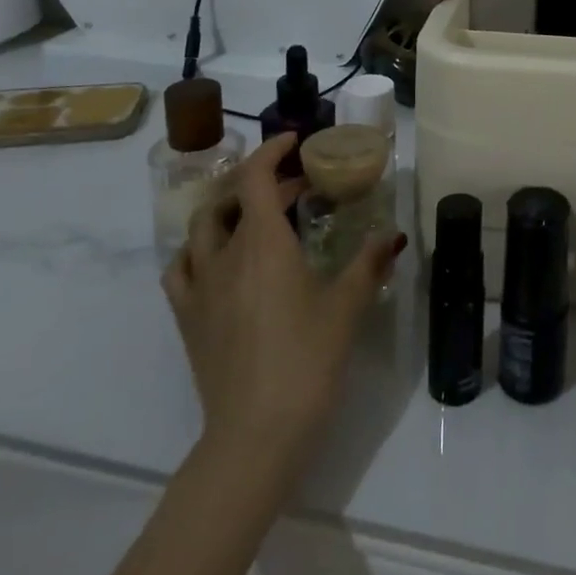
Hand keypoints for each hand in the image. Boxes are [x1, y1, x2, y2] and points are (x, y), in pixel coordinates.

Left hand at [161, 133, 404, 480]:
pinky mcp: (187, 318)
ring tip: (254, 215)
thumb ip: (370, 262)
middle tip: (297, 187)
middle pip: (231, 197)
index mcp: (264, 243)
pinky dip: (197, 250)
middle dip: (262, 180)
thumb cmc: (307, 359)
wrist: (256, 433)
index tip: (294, 140)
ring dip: (227, 208)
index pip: (255, 177)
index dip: (271, 150)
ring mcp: (200, 287)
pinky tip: (217, 260)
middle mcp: (225, 255)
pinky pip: (181, 268)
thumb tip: (394, 234)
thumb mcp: (348, 306)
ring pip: (200, 228)